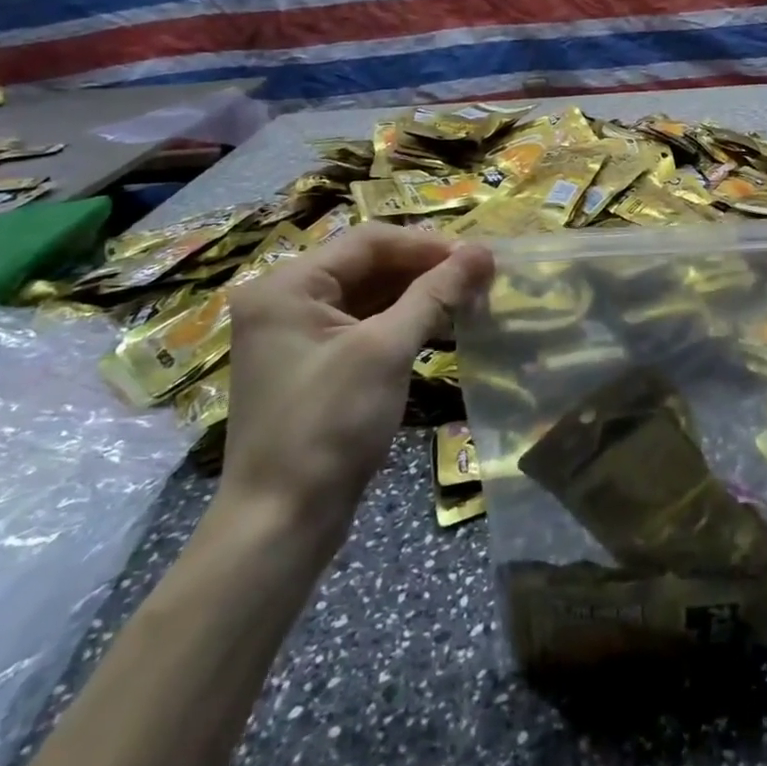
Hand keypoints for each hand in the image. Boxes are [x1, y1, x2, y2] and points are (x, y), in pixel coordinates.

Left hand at [222, 225, 491, 551]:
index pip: (370, 242)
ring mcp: (297, 334)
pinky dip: (403, 322)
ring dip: (419, 296)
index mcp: (288, 285)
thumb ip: (436, 293)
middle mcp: (286, 299)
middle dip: (426, 270)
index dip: (428, 245)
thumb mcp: (386, 350)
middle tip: (480, 281)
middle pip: (369, 265)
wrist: (281, 524)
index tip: (479, 259)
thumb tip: (484, 251)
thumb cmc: (329, 426)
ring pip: (370, 295)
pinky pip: (364, 324)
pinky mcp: (313, 363)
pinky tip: (441, 327)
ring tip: (470, 301)